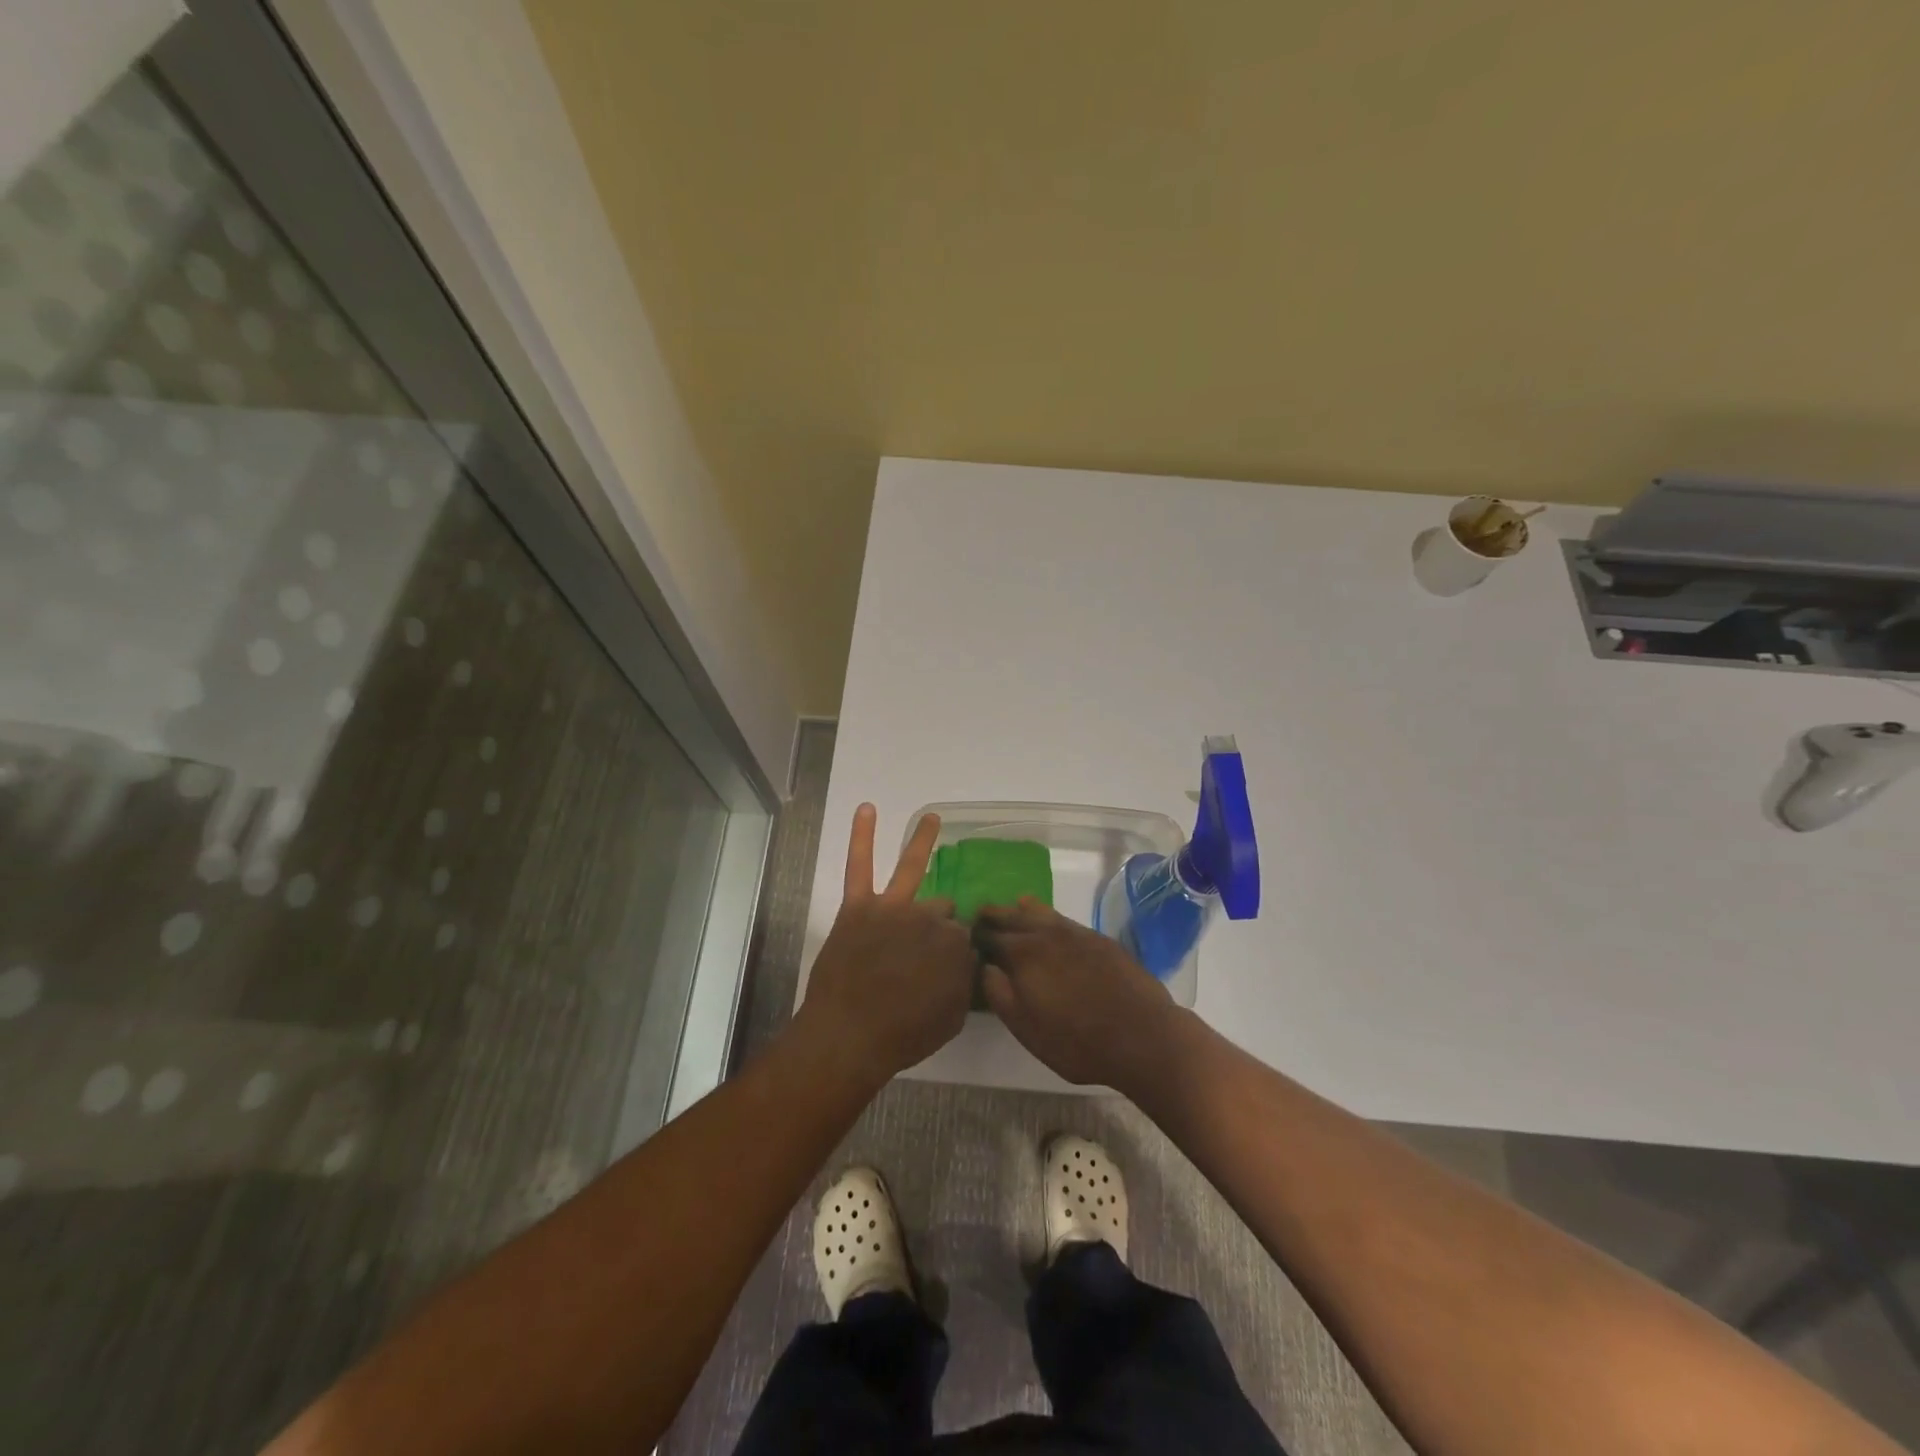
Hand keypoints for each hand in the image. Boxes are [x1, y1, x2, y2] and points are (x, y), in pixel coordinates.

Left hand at [796, 805, 975, 1084]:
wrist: (849, 1037)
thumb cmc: (903, 1035)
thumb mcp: (952, 1017)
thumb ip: (964, 982)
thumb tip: (967, 961)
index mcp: (953, 945)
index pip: (961, 936)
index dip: (954, 951)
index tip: (945, 966)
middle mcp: (928, 918)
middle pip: (940, 909)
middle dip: (938, 922)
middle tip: (920, 951)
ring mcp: (893, 908)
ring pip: (912, 870)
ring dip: (923, 840)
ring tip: (930, 818)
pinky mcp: (859, 907)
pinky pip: (859, 865)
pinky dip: (862, 836)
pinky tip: (867, 810)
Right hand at [978, 898, 1180, 1091]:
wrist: (1142, 1035)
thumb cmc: (1077, 1042)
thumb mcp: (1028, 1029)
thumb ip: (1000, 995)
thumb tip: (984, 967)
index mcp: (1023, 954)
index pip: (990, 936)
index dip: (976, 935)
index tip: (965, 935)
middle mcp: (1046, 934)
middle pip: (1013, 916)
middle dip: (995, 915)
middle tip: (981, 915)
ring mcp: (1074, 932)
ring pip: (1040, 911)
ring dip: (1022, 910)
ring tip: (1013, 908)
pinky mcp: (1097, 938)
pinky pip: (1063, 919)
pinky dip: (1048, 916)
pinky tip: (1049, 923)